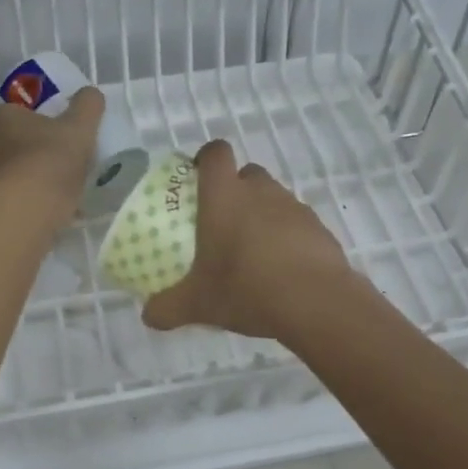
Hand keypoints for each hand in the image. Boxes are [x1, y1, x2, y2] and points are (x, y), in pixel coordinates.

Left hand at [0, 87, 104, 218]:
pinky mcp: (0, 207)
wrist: (30, 209)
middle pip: (3, 144)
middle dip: (25, 146)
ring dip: (32, 174)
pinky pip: (21, 198)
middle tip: (54, 148)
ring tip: (63, 179)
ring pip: (12, 172)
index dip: (11, 117)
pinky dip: (37, 199)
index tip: (33, 122)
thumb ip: (87, 106)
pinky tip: (63, 205)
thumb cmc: (50, 156)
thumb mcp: (79, 126)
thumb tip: (91, 93)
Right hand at [143, 140, 352, 340]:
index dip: (206, 158)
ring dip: (262, 214)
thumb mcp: (198, 303)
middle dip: (236, 190)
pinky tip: (281, 269)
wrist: (316, 302)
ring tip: (252, 251)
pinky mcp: (319, 228)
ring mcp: (294, 207)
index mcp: (225, 195)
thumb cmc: (246, 288)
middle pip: (247, 174)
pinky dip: (287, 237)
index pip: (216, 152)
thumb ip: (168, 307)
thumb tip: (149, 316)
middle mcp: (260, 191)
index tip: (198, 178)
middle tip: (222, 222)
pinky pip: (296, 223)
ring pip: (273, 198)